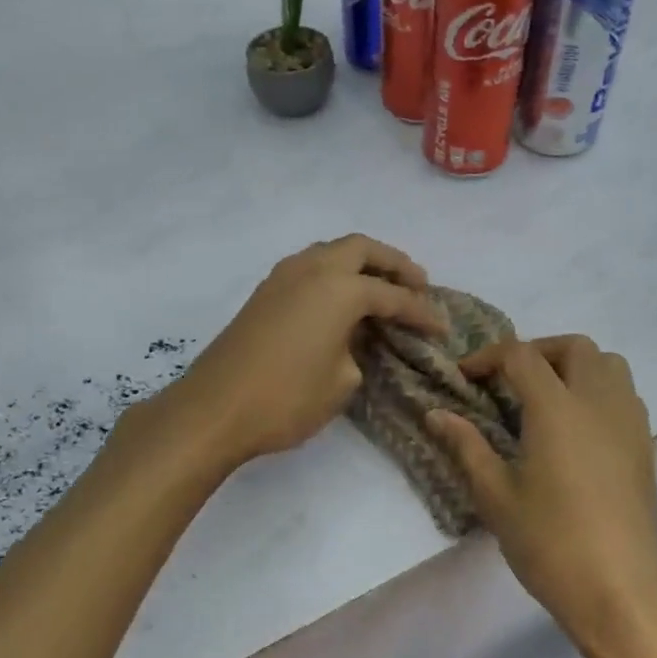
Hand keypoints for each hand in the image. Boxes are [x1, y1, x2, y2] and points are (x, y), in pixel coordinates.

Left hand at [164, 235, 445, 468]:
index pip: (393, 295)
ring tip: (381, 286)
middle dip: (394, 263)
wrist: (214, 409)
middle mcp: (312, 269)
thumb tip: (353, 341)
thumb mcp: (341, 383)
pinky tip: (341, 299)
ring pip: (331, 252)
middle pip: (362, 248)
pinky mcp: (263, 293)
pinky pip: (309, 268)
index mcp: (340, 288)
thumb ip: (358, 351)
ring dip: (360, 263)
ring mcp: (282, 277)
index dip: (422, 313)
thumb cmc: (286, 399)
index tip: (442, 328)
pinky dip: (333, 274)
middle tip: (417, 284)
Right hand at [428, 337, 656, 657]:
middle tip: (507, 380)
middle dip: (536, 351)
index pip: (521, 355)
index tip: (465, 379)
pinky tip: (575, 428)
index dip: (488, 357)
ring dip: (573, 366)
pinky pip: (623, 394)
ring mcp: (629, 423)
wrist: (622, 593)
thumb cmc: (550, 543)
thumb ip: (467, 446)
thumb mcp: (496, 496)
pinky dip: (597, 390)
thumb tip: (436, 413)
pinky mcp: (646, 447)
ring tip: (544, 397)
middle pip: (574, 347)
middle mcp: (598, 402)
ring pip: (608, 364)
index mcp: (557, 409)